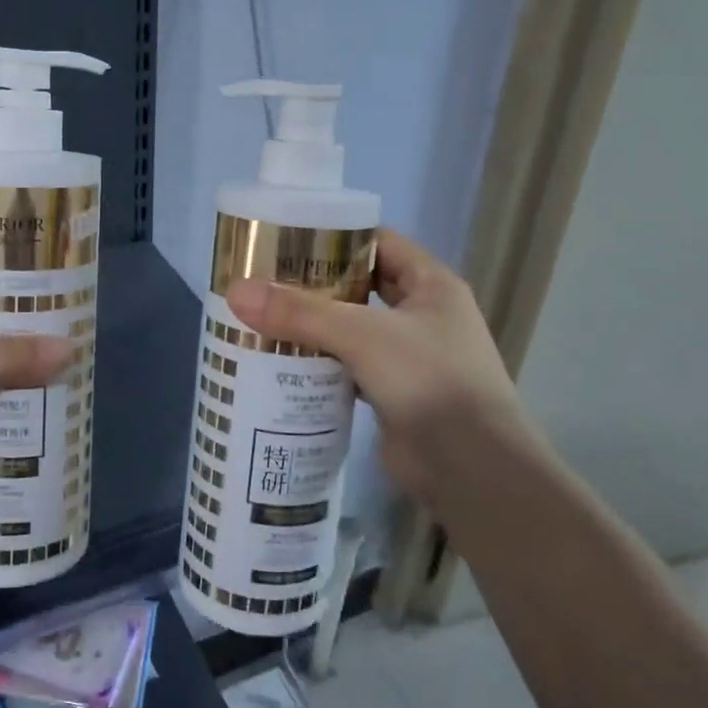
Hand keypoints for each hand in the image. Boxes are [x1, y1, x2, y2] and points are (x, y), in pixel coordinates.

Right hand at [225, 228, 540, 512]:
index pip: (379, 243)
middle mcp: (423, 315)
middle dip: (315, 285)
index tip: (286, 241)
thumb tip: (235, 292)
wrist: (472, 470)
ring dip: (314, 327)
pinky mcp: (393, 393)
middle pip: (361, 286)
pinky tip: (281, 365)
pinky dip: (320, 365)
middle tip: (264, 282)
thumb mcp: (363, 336)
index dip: (335, 238)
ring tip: (262, 319)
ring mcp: (409, 357)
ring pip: (352, 330)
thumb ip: (300, 313)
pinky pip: (349, 368)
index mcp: (431, 285)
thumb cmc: (429, 381)